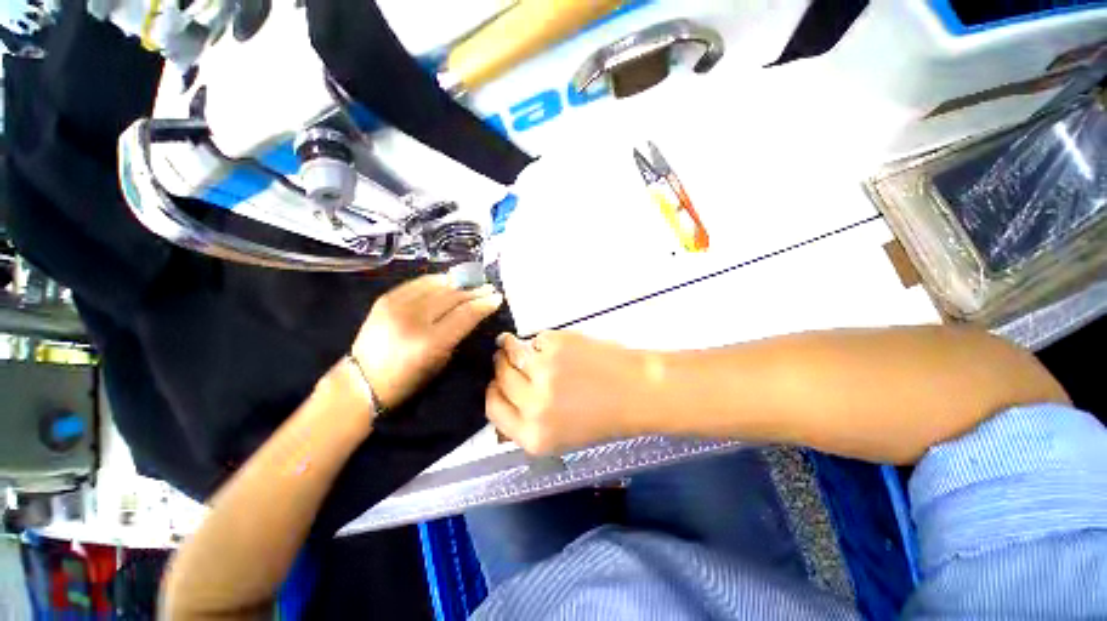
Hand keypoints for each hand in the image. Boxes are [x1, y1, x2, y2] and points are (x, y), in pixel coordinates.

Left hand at [352, 274, 503, 410]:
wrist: (361, 380)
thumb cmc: (406, 380)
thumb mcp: (440, 361)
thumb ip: (457, 334)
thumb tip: (471, 312)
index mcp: (429, 341)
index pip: (466, 314)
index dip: (484, 304)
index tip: (497, 298)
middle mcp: (413, 319)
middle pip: (453, 296)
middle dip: (476, 291)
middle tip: (490, 287)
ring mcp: (397, 305)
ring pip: (437, 285)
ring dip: (459, 282)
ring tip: (474, 281)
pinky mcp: (386, 298)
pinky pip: (418, 283)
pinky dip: (437, 280)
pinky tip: (449, 280)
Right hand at [486, 331, 652, 454]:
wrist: (637, 392)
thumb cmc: (603, 418)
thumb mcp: (561, 437)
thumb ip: (527, 424)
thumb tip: (502, 402)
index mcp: (533, 436)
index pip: (492, 408)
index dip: (493, 391)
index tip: (496, 381)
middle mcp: (534, 406)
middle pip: (500, 377)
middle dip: (501, 366)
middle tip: (506, 357)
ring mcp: (544, 371)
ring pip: (510, 353)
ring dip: (511, 346)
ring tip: (516, 343)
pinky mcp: (556, 346)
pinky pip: (536, 339)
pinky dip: (541, 341)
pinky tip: (554, 346)